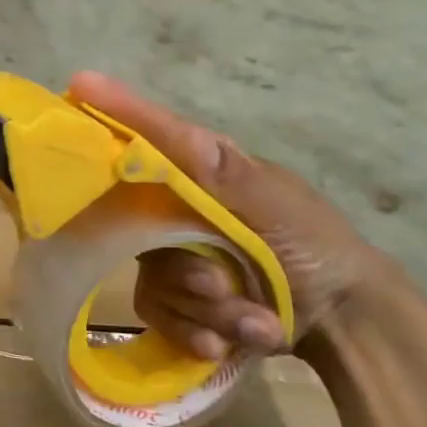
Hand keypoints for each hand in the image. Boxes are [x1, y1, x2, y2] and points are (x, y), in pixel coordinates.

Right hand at [69, 73, 384, 363]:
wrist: (344, 323)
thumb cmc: (314, 246)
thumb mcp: (277, 203)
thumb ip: (225, 173)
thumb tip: (181, 132)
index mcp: (202, 172)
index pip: (151, 138)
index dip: (116, 113)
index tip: (82, 83)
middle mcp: (178, 208)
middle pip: (138, 228)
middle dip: (184, 268)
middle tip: (218, 286)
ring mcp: (174, 256)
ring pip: (152, 279)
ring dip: (205, 309)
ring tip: (253, 321)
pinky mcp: (175, 300)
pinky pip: (156, 313)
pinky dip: (194, 333)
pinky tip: (226, 343)